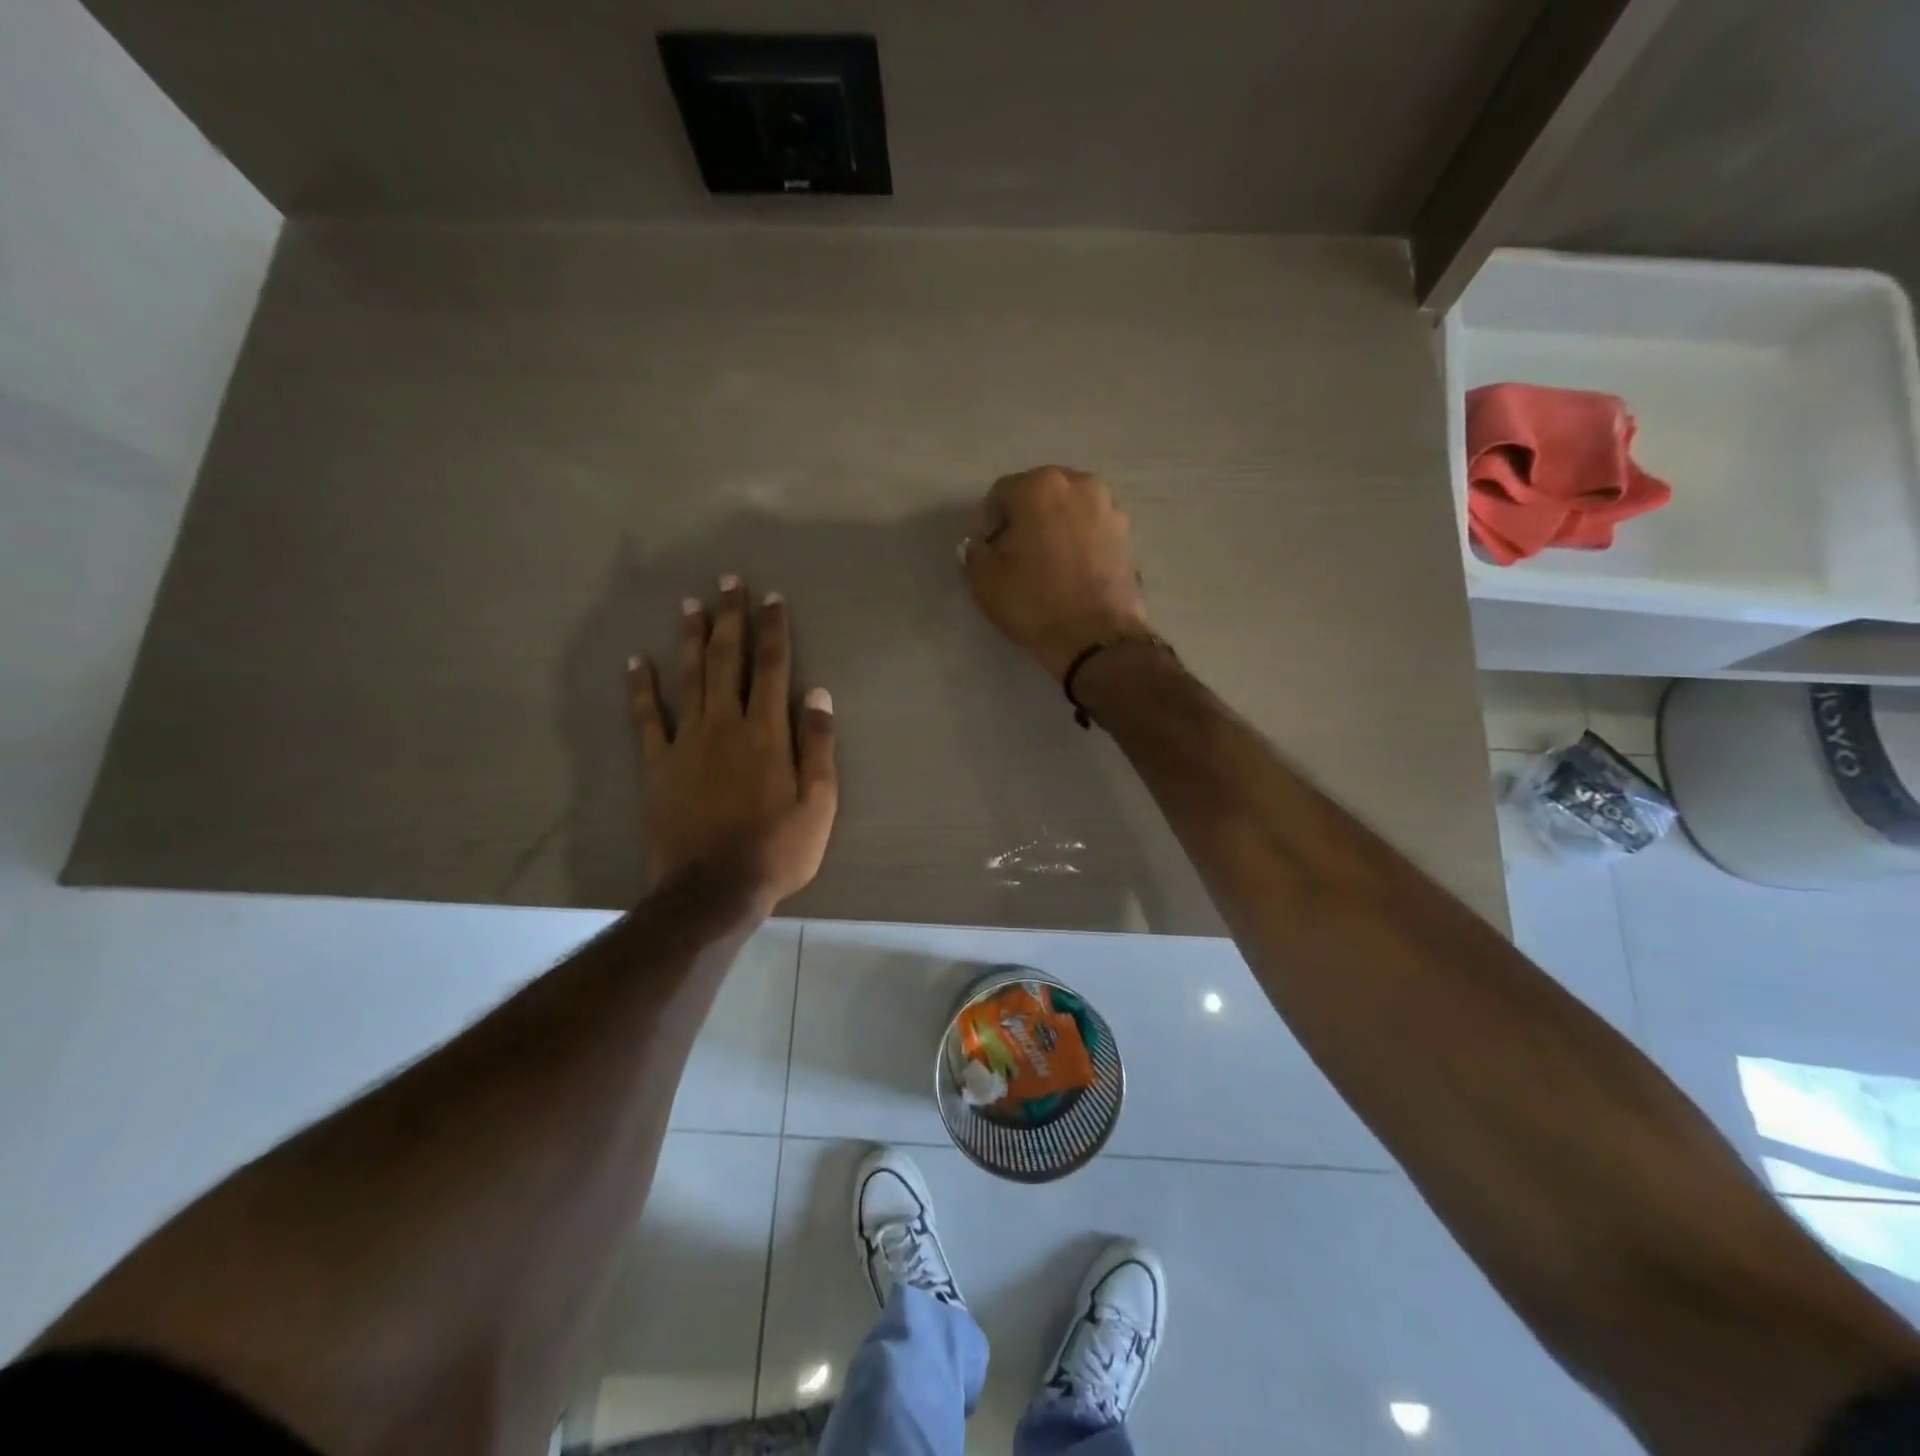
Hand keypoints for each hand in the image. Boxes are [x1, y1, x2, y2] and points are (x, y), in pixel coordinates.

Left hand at [629, 577, 837, 910]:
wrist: (713, 889)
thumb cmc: (777, 849)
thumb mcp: (818, 803)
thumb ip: (818, 745)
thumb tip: (818, 693)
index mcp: (768, 733)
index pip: (773, 668)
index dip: (774, 630)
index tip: (772, 598)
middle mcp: (726, 725)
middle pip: (727, 661)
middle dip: (730, 619)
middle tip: (728, 582)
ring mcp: (687, 742)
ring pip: (688, 678)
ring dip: (691, 638)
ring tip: (691, 604)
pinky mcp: (658, 765)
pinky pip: (647, 718)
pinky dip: (641, 687)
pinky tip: (637, 660)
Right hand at [960, 466, 1150, 679]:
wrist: (1096, 638)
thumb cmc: (1035, 603)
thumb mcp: (986, 581)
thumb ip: (974, 554)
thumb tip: (976, 546)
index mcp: (1040, 487)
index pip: (1001, 495)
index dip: (987, 524)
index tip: (985, 552)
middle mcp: (1079, 484)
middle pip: (1038, 496)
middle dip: (1022, 520)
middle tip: (1012, 555)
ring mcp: (1109, 508)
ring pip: (1068, 511)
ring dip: (1052, 528)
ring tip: (1044, 564)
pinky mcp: (1127, 535)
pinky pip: (1090, 530)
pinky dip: (1077, 542)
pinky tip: (1069, 571)